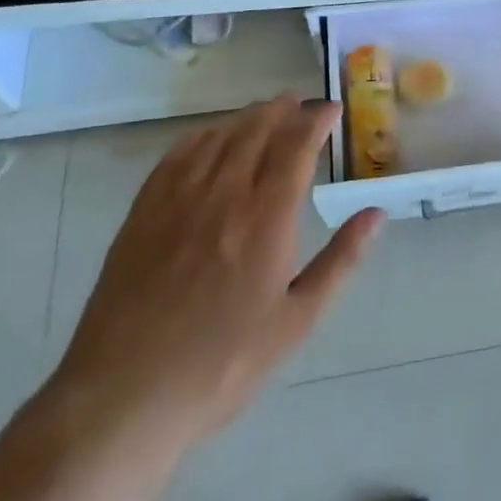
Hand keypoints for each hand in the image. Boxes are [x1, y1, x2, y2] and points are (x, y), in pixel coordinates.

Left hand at [48, 96, 382, 455]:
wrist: (124, 397)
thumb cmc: (223, 364)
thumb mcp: (297, 321)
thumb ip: (341, 260)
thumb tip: (376, 214)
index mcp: (267, 218)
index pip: (297, 147)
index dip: (316, 121)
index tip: (332, 109)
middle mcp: (225, 194)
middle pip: (257, 131)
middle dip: (283, 110)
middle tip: (300, 102)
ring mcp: (178, 200)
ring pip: (218, 137)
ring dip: (246, 117)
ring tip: (264, 111)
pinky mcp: (143, 213)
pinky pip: (176, 156)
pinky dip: (201, 136)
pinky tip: (209, 136)